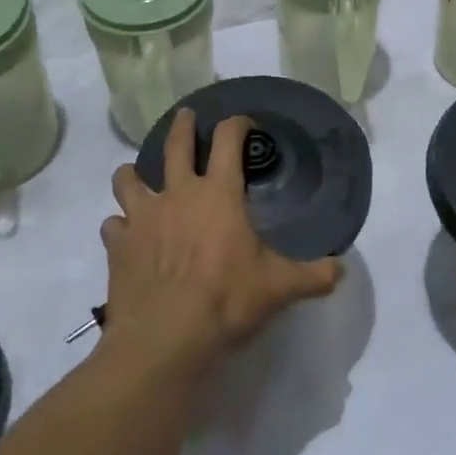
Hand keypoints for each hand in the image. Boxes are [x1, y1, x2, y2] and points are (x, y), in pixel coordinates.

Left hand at [102, 111, 340, 365]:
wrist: (164, 338)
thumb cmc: (226, 301)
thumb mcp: (279, 287)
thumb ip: (312, 275)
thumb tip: (342, 271)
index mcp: (219, 193)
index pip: (228, 139)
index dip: (237, 124)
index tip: (244, 123)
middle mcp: (178, 194)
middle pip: (175, 144)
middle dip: (182, 125)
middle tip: (185, 116)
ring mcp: (143, 217)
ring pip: (128, 179)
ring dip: (134, 174)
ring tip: (137, 176)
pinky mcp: (118, 245)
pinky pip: (113, 225)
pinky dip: (120, 225)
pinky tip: (126, 235)